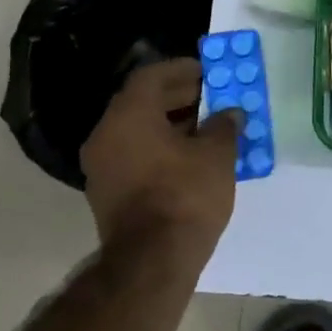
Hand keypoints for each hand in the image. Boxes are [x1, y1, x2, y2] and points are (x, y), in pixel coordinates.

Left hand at [81, 58, 242, 250]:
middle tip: (211, 97)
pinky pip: (135, 155)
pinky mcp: (107, 192)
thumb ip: (224, 126)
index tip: (207, 71)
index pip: (151, 77)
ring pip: (137, 131)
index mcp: (128, 116)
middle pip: (141, 102)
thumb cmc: (186, 195)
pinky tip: (191, 157)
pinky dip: (160, 148)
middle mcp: (106, 135)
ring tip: (207, 128)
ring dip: (170, 124)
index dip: (181, 70)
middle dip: (178, 97)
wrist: (153, 260)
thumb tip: (229, 114)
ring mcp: (102, 166)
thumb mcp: (218, 155)